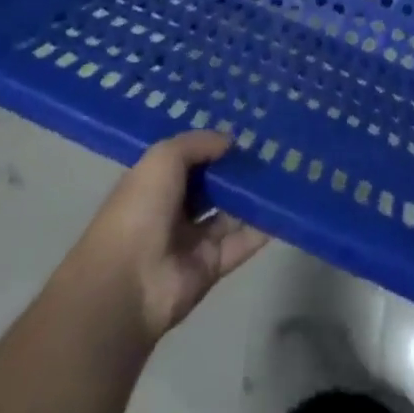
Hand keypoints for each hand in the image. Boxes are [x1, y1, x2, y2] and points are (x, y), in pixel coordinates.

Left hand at [66, 131, 269, 341]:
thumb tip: (230, 141)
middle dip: (238, 169)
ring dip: (253, 196)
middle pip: (212, 185)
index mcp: (155, 182)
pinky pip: (241, 243)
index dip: (214, 145)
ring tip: (286, 171)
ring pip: (230, 213)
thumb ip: (198, 144)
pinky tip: (285, 207)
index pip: (190, 159)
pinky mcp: (211, 267)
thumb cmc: (140, 209)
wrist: (127, 283)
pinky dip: (262, 228)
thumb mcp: (163, 158)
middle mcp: (174, 209)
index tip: (246, 130)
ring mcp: (192, 240)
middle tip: (274, 147)